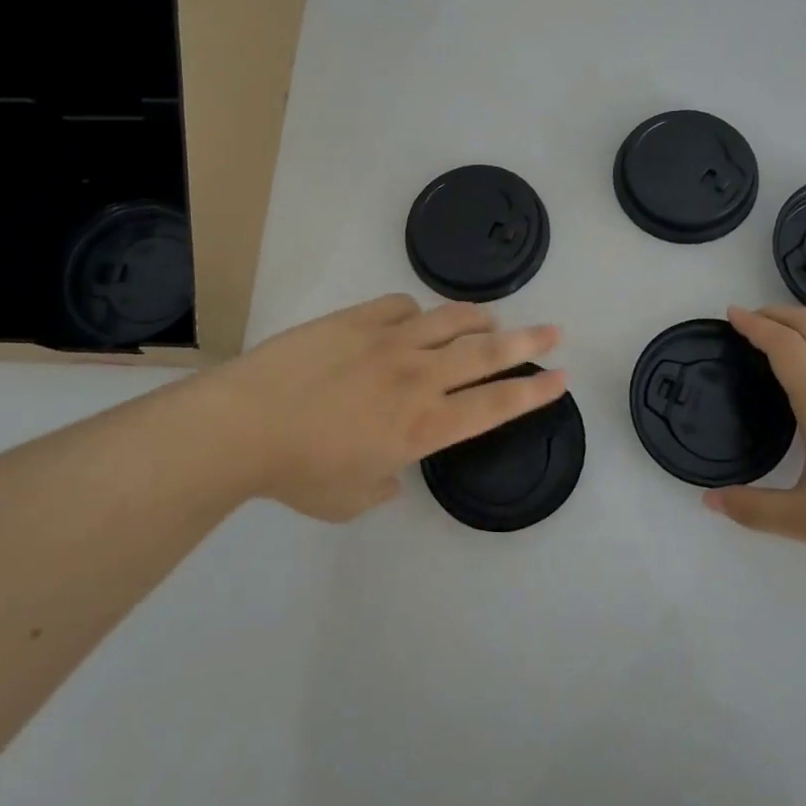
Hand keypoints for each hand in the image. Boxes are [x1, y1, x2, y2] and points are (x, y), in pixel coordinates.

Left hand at [206, 294, 564, 521]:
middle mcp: (419, 378)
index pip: (495, 405)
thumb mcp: (349, 500)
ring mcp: (390, 342)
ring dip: (478, 319)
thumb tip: (391, 473)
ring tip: (490, 321)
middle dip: (530, 342)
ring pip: (452, 319)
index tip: (561, 377)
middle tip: (556, 330)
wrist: (244, 424)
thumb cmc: (298, 473)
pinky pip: (403, 305)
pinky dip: (417, 313)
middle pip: (488, 352)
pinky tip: (411, 321)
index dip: (534, 392)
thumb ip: (383, 487)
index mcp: (423, 426)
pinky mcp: (359, 319)